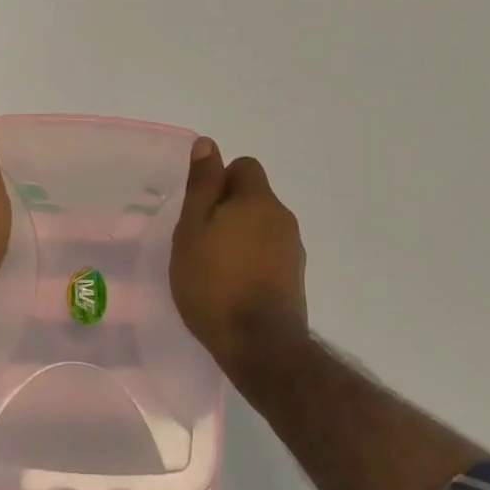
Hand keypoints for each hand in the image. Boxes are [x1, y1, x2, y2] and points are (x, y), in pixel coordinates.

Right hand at [171, 139, 309, 376]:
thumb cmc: (214, 281)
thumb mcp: (193, 228)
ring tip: (214, 267)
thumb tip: (208, 143)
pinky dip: (253, 261)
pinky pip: (270, 254)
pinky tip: (233, 287)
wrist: (259, 345)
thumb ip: (202, 185)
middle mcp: (283, 217)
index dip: (220, 181)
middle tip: (200, 239)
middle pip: (254, 197)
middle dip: (228, 210)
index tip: (200, 210)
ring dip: (241, 237)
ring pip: (262, 227)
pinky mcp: (296, 279)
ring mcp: (294, 250)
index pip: (244, 167)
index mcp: (258, 200)